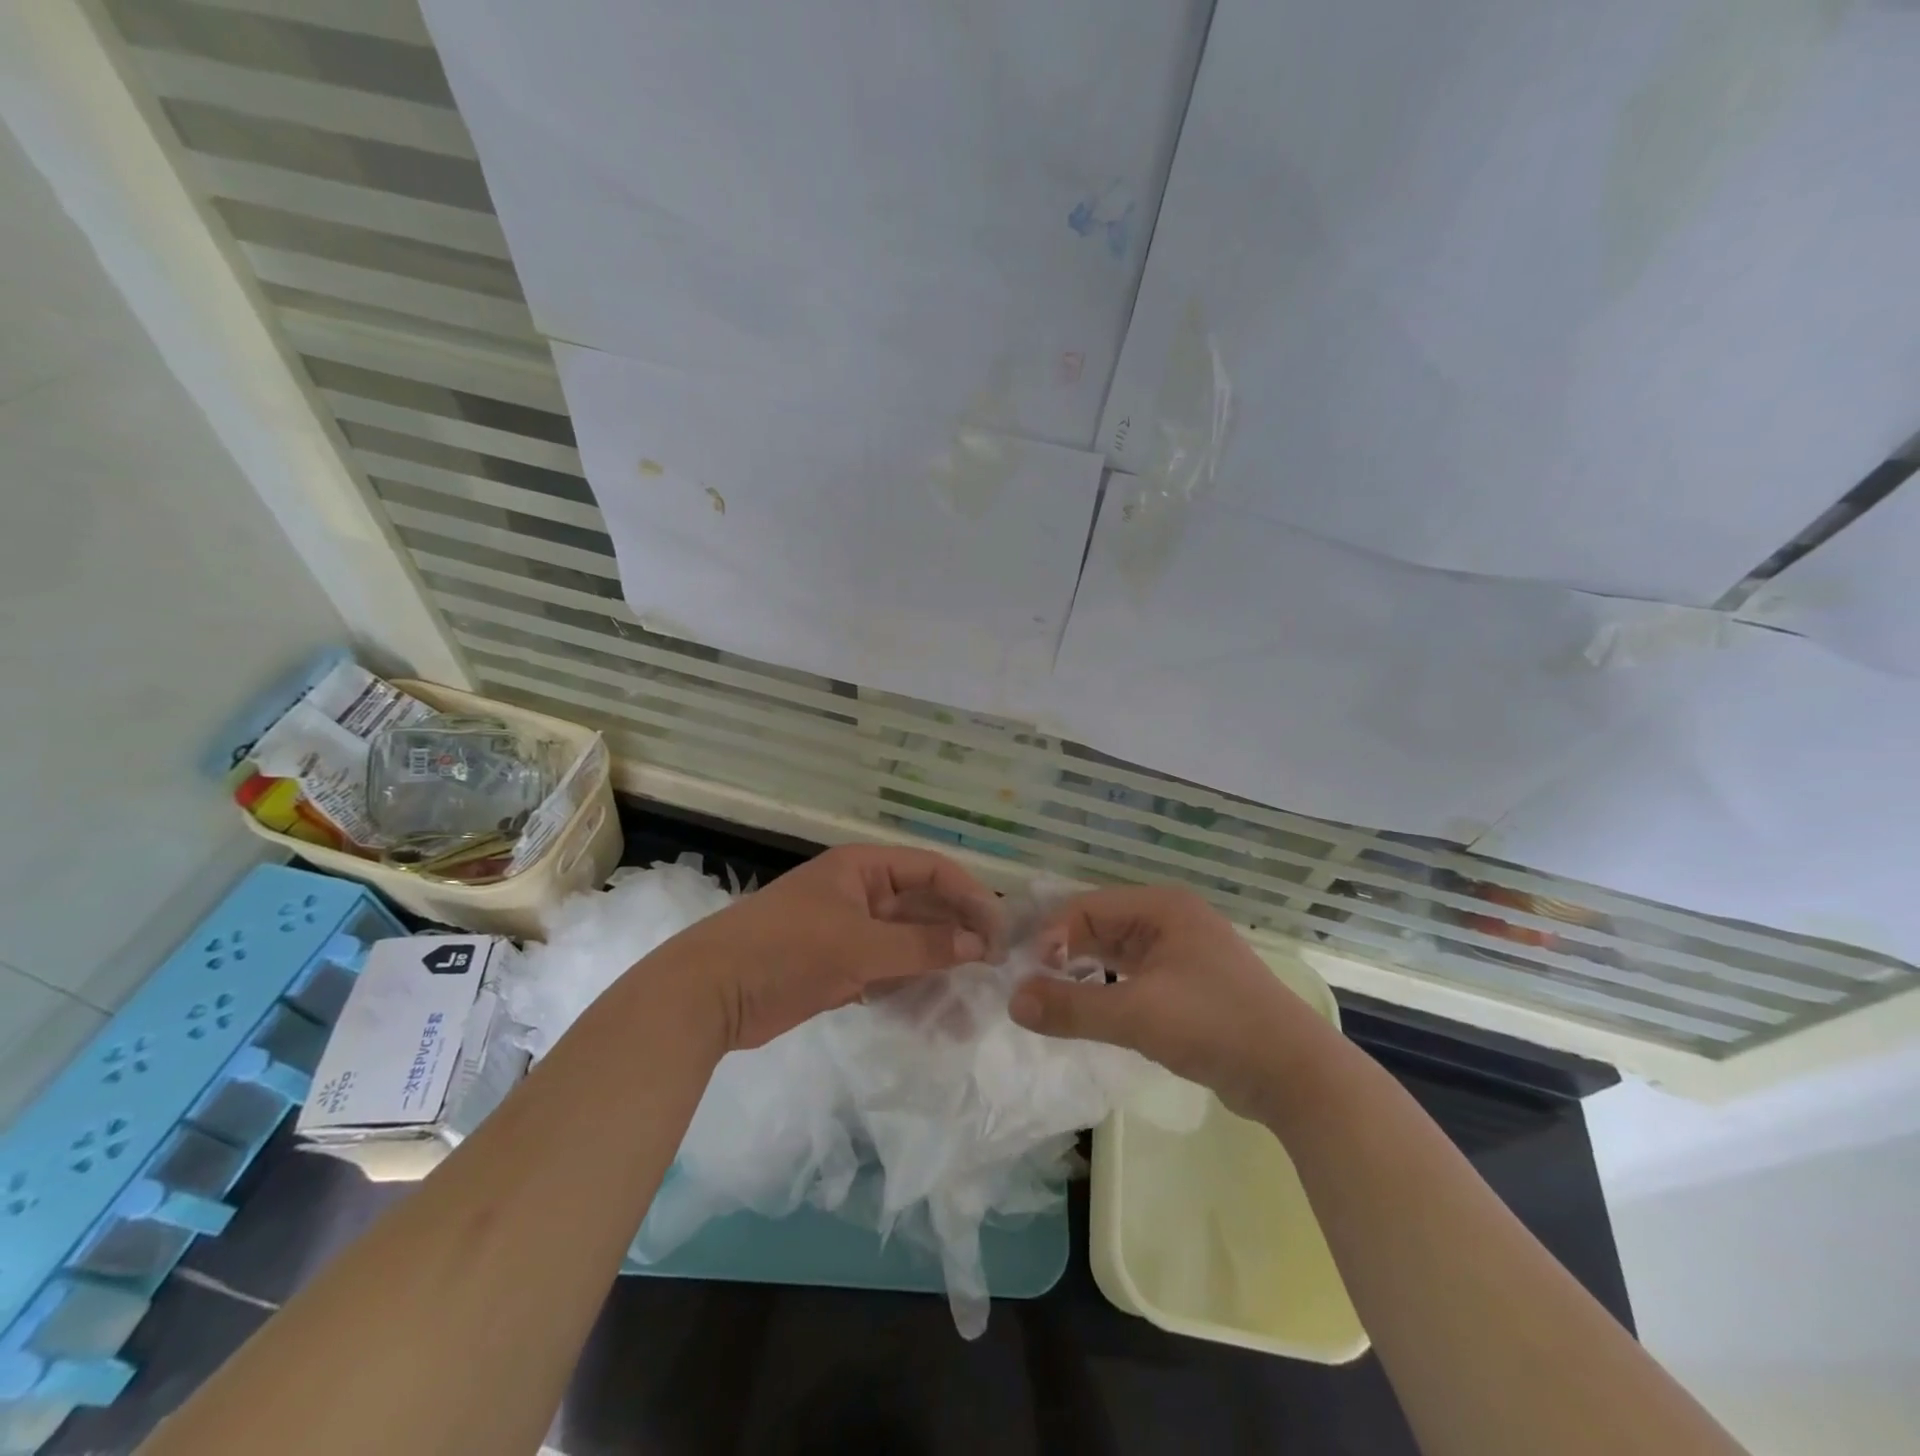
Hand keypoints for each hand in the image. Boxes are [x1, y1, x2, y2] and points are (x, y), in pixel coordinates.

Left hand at [664, 843, 1002, 1051]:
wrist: (710, 993)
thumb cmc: (787, 950)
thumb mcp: (859, 945)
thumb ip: (921, 946)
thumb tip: (978, 946)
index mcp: (863, 868)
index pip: (931, 869)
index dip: (968, 894)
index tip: (998, 929)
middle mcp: (861, 894)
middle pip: (922, 907)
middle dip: (956, 934)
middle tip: (994, 967)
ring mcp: (850, 932)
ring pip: (907, 943)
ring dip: (937, 965)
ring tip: (973, 996)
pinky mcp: (839, 968)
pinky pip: (888, 971)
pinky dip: (910, 987)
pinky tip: (937, 1011)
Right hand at [1009, 886, 1330, 1121]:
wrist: (1295, 1074)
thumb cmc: (1215, 1026)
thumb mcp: (1137, 1015)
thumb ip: (1072, 1008)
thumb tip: (1013, 1002)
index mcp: (1162, 908)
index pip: (1088, 906)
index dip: (1052, 935)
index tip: (1026, 972)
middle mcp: (1171, 920)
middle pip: (1101, 925)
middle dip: (1064, 952)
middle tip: (1030, 984)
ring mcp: (1183, 952)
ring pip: (1117, 952)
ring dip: (1084, 971)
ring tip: (1052, 998)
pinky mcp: (1189, 984)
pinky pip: (1134, 975)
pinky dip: (1108, 988)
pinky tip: (1090, 1010)